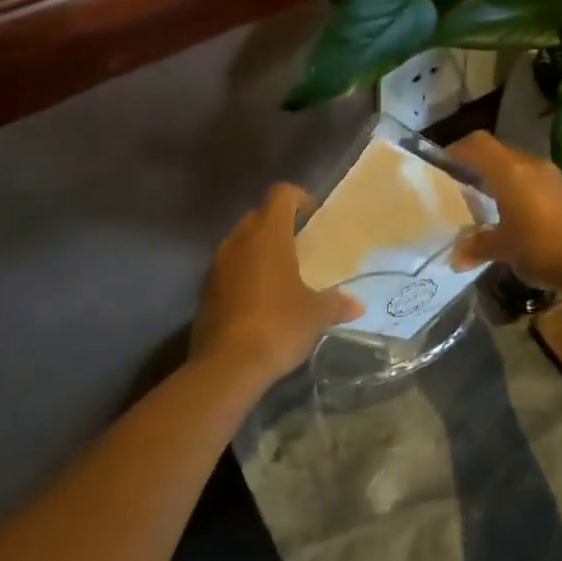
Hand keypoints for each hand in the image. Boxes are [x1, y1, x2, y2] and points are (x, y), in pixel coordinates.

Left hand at [191, 184, 358, 386]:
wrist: (228, 366)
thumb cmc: (279, 325)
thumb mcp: (316, 314)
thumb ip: (336, 303)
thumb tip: (356, 306)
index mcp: (268, 235)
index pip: (281, 194)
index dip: (299, 198)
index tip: (313, 216)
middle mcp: (238, 241)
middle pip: (258, 216)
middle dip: (277, 225)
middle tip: (299, 246)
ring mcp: (217, 266)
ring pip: (240, 244)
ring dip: (258, 252)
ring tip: (281, 276)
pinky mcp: (205, 292)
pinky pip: (228, 270)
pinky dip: (244, 275)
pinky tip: (260, 301)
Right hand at [449, 132, 561, 292]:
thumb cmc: (541, 247)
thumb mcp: (504, 249)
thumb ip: (478, 247)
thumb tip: (455, 259)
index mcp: (510, 171)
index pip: (478, 144)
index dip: (458, 150)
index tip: (443, 165)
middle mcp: (531, 165)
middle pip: (498, 153)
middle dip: (478, 165)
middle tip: (462, 185)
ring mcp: (553, 177)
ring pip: (518, 167)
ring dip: (501, 178)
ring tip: (487, 201)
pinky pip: (535, 181)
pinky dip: (520, 190)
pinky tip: (517, 215)